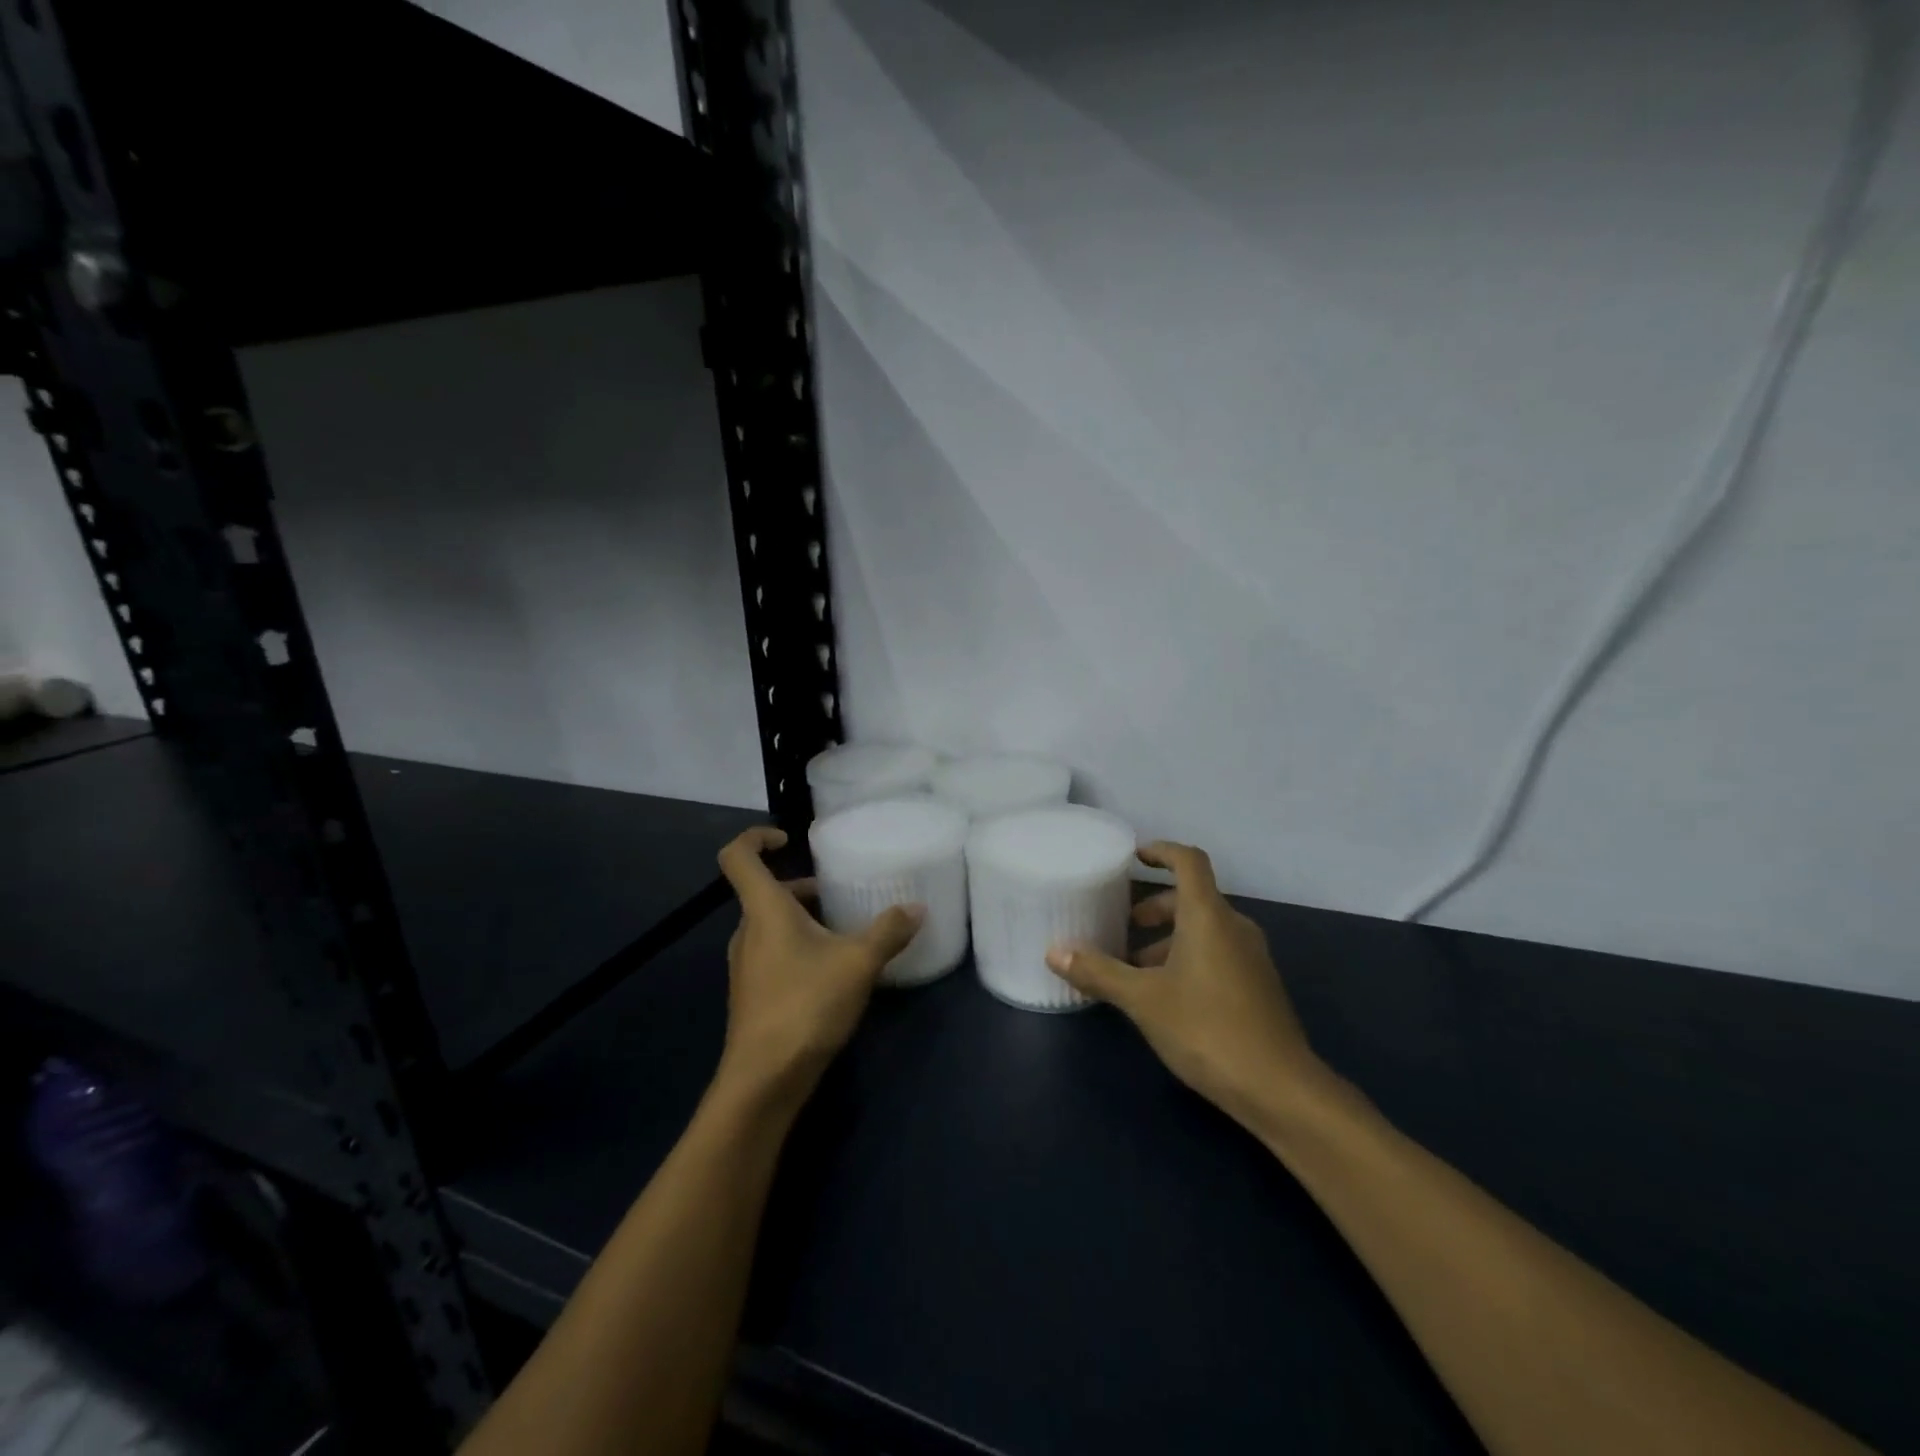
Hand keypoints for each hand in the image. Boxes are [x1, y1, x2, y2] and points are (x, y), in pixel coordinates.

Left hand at [714, 826, 924, 1108]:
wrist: (764, 1080)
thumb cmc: (805, 1006)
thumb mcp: (858, 963)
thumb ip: (888, 931)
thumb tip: (917, 908)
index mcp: (764, 910)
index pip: (739, 857)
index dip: (756, 837)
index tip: (788, 839)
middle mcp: (748, 931)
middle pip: (765, 892)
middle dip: (801, 887)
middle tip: (838, 892)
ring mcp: (746, 965)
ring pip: (771, 925)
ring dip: (802, 919)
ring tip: (844, 931)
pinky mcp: (753, 993)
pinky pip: (774, 952)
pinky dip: (799, 947)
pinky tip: (832, 970)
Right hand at [1046, 842, 1327, 1127]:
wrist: (1280, 1089)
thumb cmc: (1207, 1029)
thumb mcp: (1143, 1000)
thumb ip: (1099, 972)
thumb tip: (1054, 952)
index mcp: (1208, 916)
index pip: (1189, 861)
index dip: (1161, 851)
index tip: (1134, 858)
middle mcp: (1234, 927)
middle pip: (1192, 898)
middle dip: (1155, 908)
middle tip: (1123, 926)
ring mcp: (1251, 958)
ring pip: (1204, 930)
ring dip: (1168, 939)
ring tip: (1134, 969)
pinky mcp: (1258, 987)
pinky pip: (1217, 953)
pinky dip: (1188, 958)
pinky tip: (1166, 996)